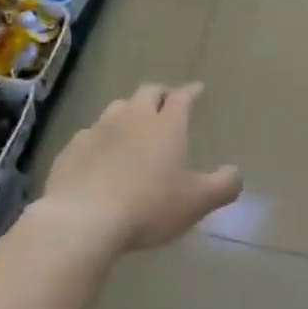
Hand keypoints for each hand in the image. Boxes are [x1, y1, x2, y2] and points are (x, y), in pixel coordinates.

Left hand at [39, 83, 241, 252]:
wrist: (83, 219)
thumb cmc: (149, 207)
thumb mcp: (197, 202)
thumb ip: (223, 186)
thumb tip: (235, 173)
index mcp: (166, 126)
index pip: (182, 98)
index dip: (191, 92)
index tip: (197, 89)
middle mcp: (131, 119)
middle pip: (147, 94)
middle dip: (161, 94)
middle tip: (167, 101)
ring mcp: (97, 131)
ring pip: (116, 109)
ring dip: (129, 112)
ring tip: (134, 125)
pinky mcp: (71, 149)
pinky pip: (90, 135)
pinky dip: (101, 139)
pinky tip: (100, 154)